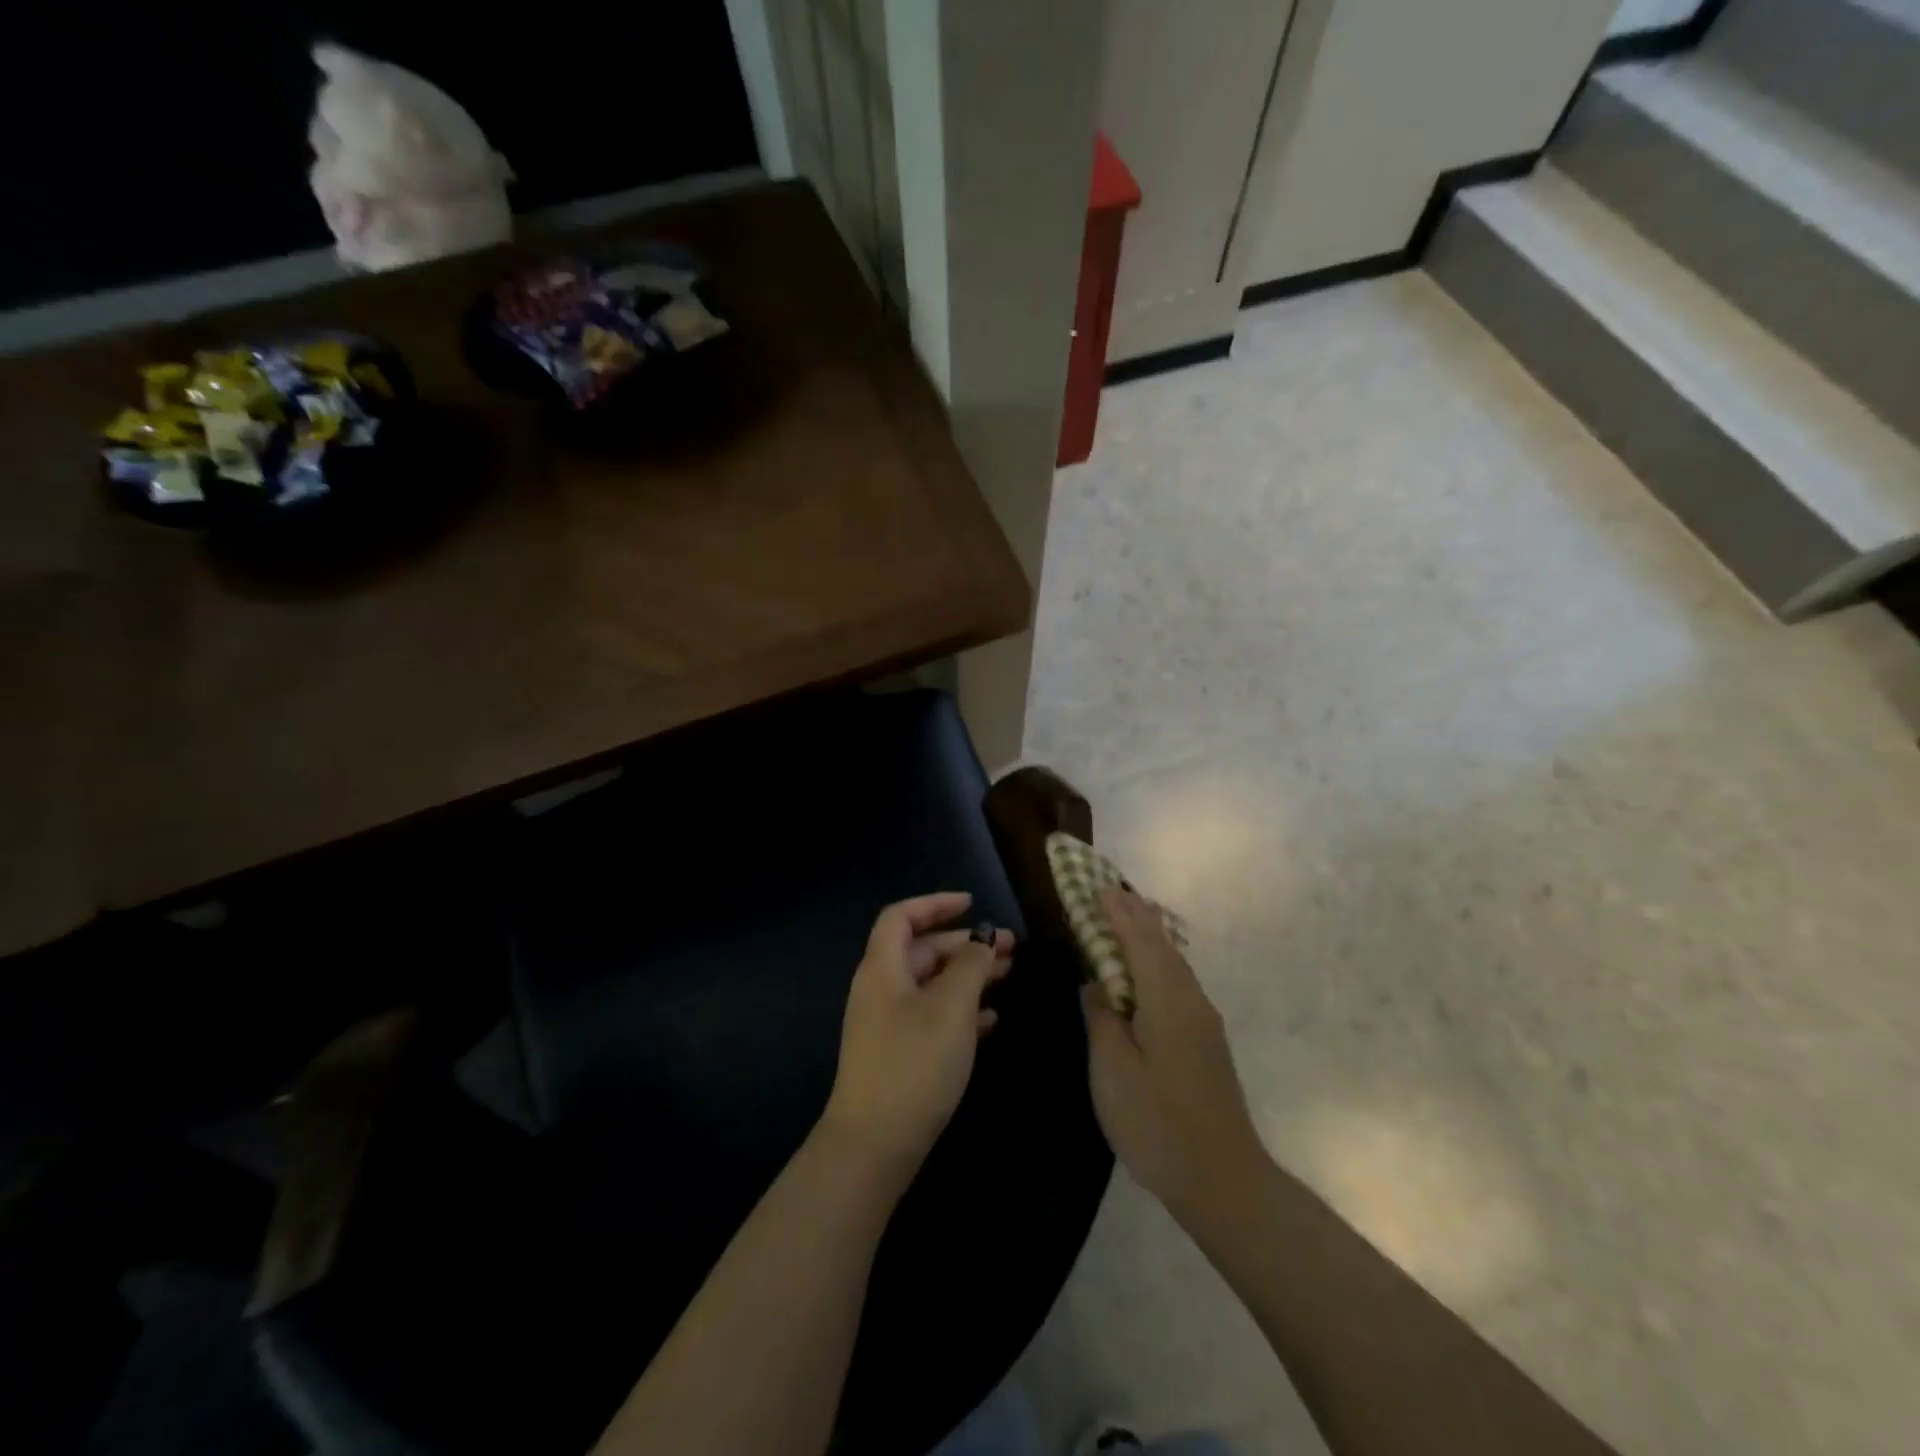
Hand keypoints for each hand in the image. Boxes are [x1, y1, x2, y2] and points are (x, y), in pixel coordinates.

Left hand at [821, 892, 1013, 1187]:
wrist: (874, 1145)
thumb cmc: (914, 1063)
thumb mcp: (951, 1008)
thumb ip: (970, 966)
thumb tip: (981, 941)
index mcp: (883, 968)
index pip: (902, 917)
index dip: (935, 904)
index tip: (972, 903)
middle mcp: (881, 989)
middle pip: (922, 950)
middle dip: (964, 943)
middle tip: (1009, 946)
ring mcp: (888, 1023)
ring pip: (932, 984)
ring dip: (968, 975)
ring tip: (1008, 974)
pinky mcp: (899, 1054)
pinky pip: (932, 1016)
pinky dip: (961, 1009)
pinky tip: (992, 1018)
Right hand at [1082, 889, 1266, 1224]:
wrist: (1223, 1179)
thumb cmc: (1157, 1122)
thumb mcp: (1113, 1069)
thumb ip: (1102, 1018)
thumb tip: (1096, 982)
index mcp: (1166, 999)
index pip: (1139, 939)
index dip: (1118, 911)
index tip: (1097, 886)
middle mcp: (1190, 999)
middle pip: (1161, 944)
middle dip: (1135, 914)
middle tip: (1109, 891)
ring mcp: (1203, 1020)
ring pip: (1173, 962)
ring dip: (1148, 935)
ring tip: (1127, 917)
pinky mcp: (1206, 1040)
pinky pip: (1178, 981)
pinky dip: (1157, 961)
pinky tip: (1148, 970)